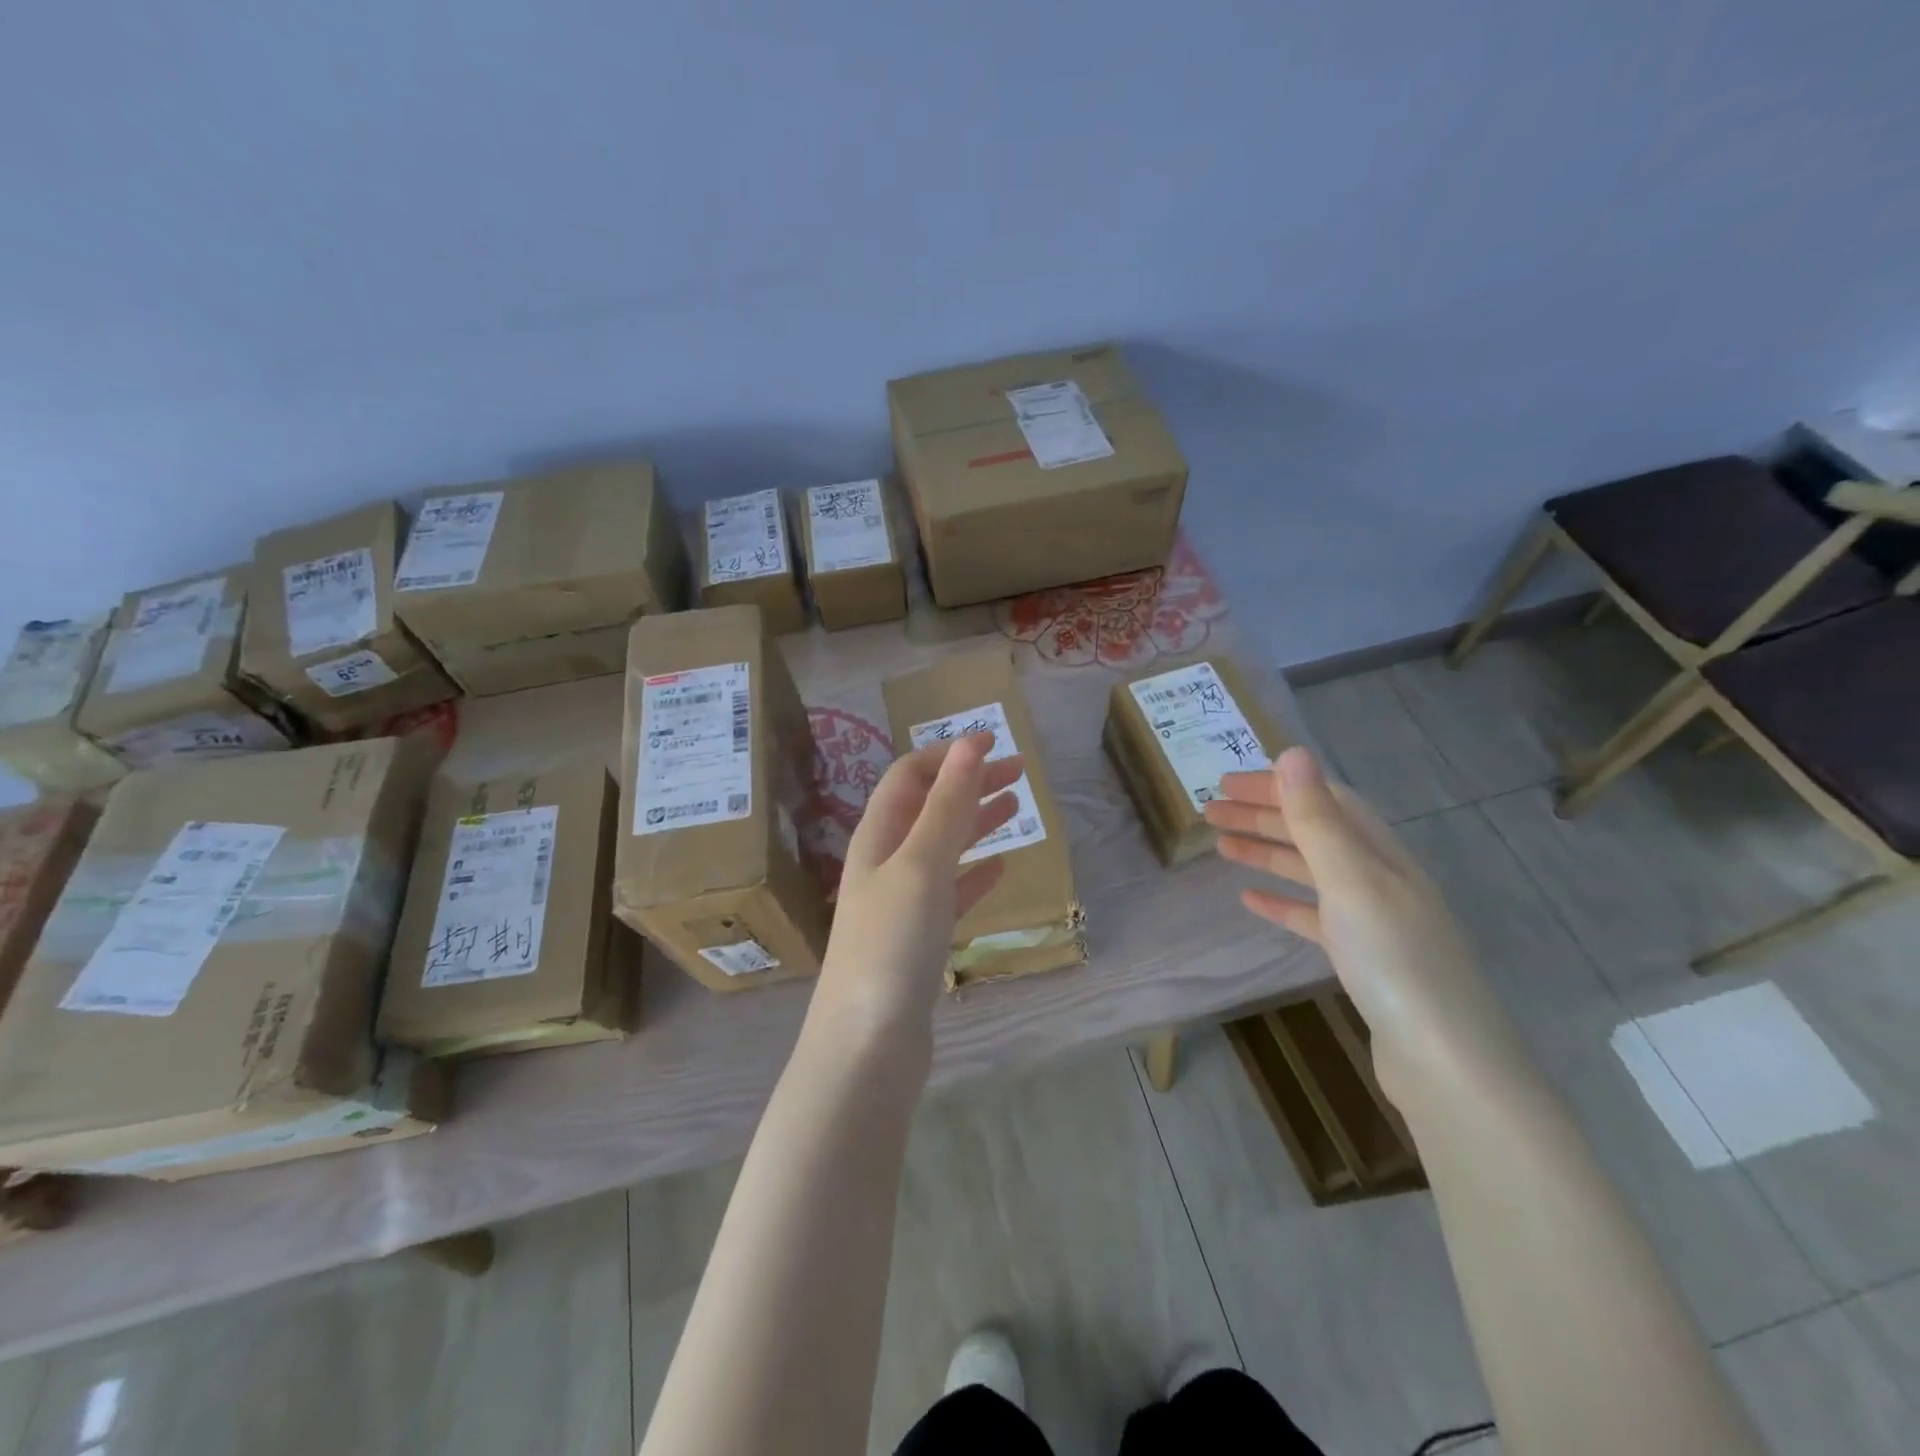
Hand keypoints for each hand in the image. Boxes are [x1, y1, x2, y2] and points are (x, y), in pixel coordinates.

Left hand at [811, 734, 1022, 1051]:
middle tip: (1018, 772)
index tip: (995, 743)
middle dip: (969, 784)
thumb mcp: (921, 865)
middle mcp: (884, 863)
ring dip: (975, 823)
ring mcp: (900, 904)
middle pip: (928, 808)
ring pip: (942, 849)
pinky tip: (1000, 869)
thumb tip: (967, 744)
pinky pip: (950, 893)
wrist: (867, 1046)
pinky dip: (975, 874)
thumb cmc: (891, 945)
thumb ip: (946, 806)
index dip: (949, 755)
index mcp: (877, 837)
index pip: (909, 776)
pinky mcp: (917, 942)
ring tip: (1016, 807)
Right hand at [1204, 747, 1524, 1104]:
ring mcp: (1374, 921)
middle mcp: (1380, 878)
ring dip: (1266, 853)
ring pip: (1311, 872)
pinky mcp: (1363, 960)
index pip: (1325, 799)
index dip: (1276, 786)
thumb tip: (1292, 752)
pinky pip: (1314, 916)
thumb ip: (1317, 819)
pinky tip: (1251, 901)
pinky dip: (1281, 902)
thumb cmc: (1393, 960)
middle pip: (1315, 832)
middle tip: (1209, 810)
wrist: (1445, 1062)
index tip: (1226, 782)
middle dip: (1263, 815)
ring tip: (1220, 847)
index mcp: (1381, 853)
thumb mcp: (1350, 879)